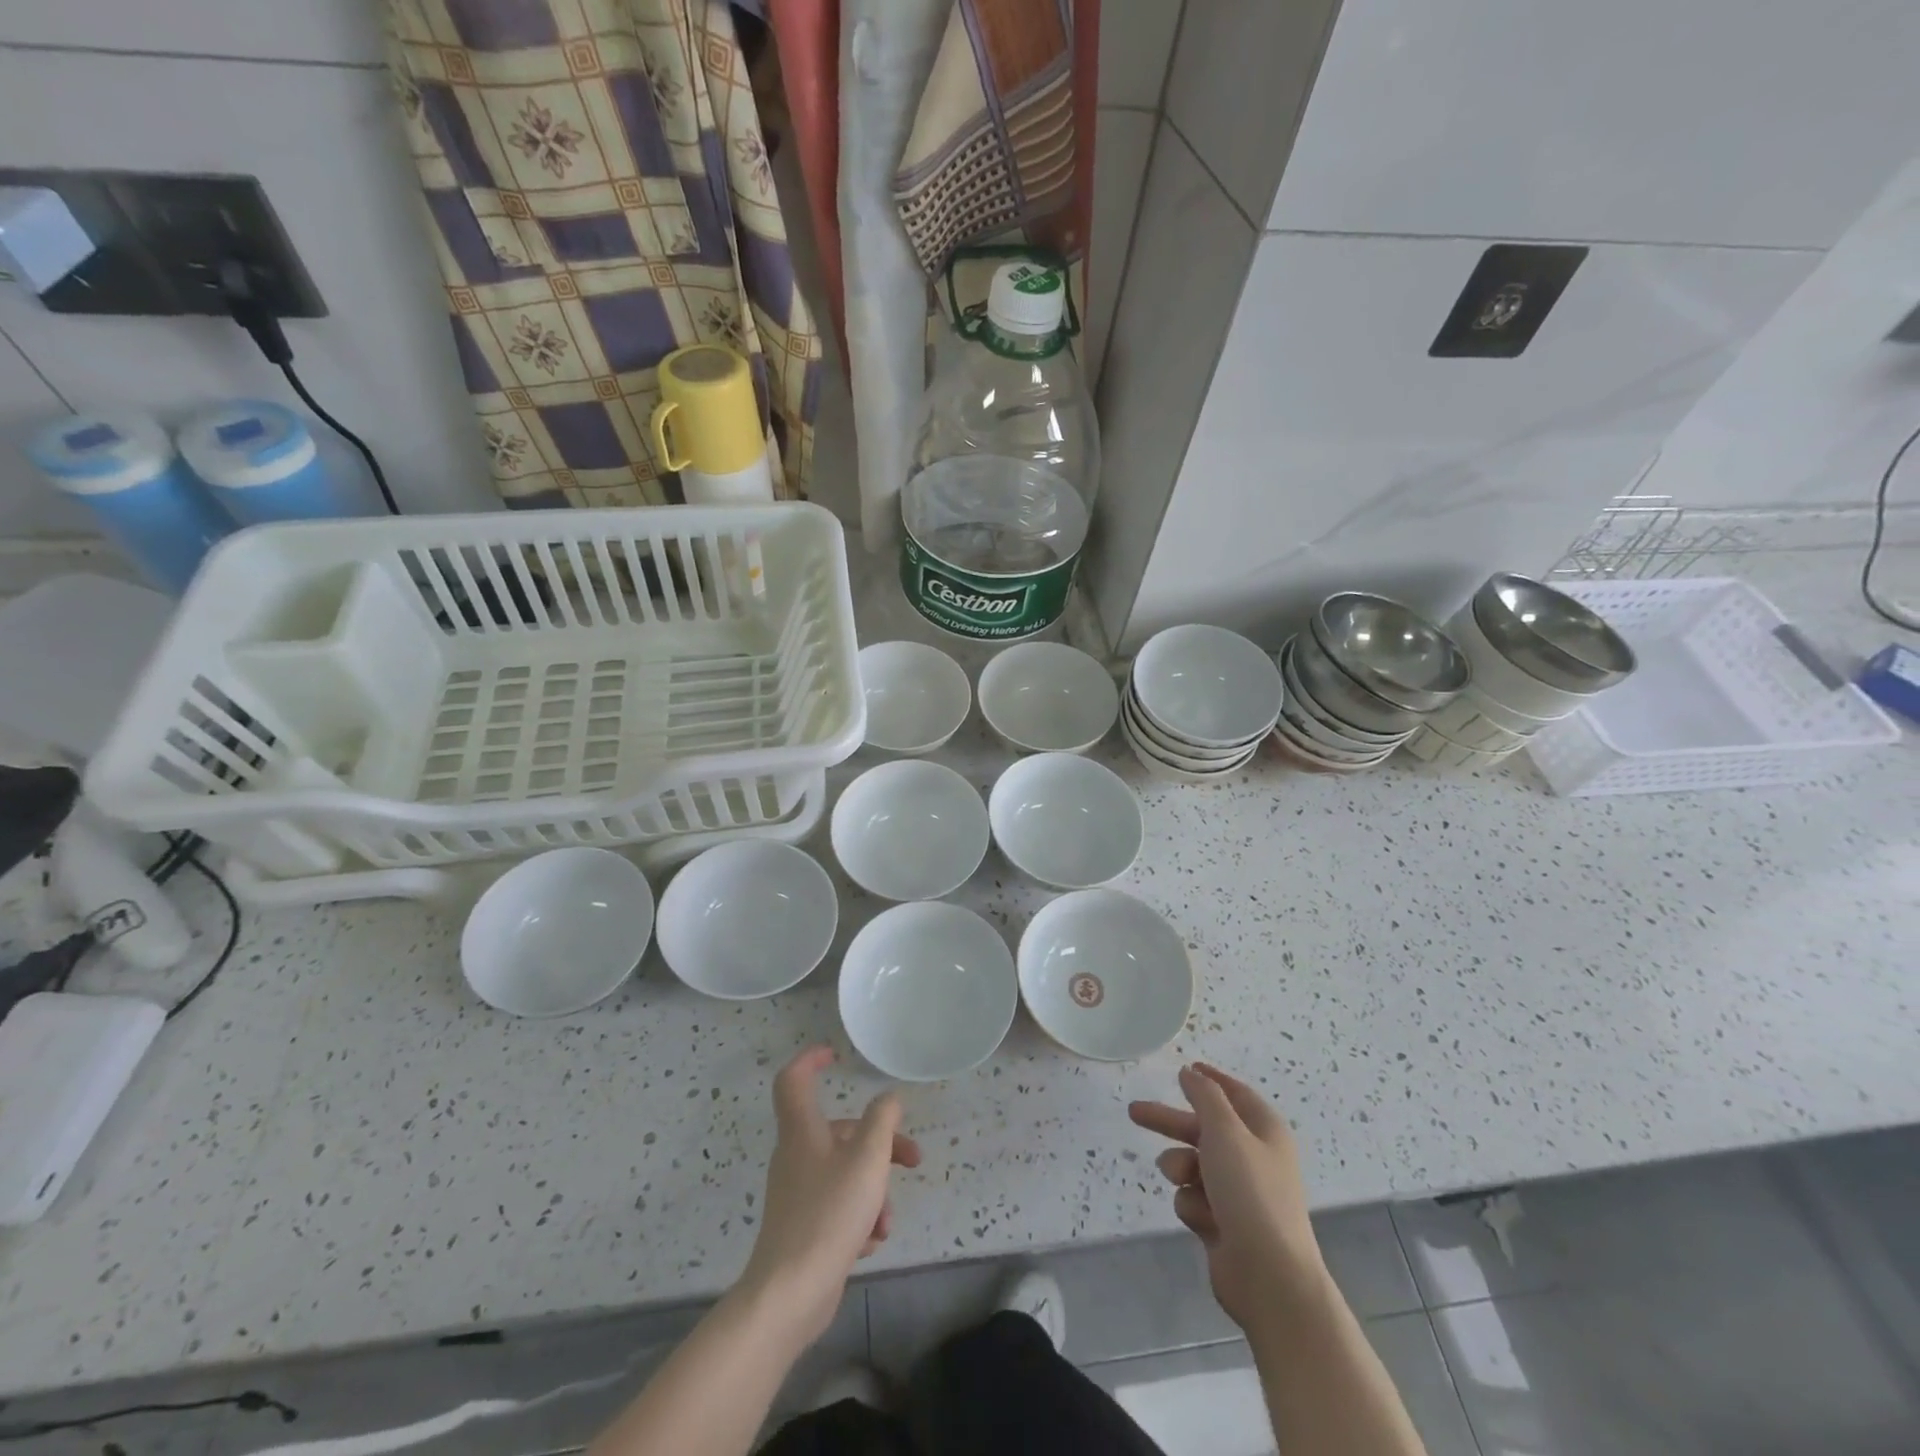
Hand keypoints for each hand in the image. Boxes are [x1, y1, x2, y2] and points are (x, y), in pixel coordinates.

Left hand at [736, 1046, 921, 1344]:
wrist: (789, 1295)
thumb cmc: (829, 1214)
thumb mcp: (867, 1160)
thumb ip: (882, 1122)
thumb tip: (888, 1100)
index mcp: (803, 1131)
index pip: (794, 1080)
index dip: (810, 1060)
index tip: (836, 1055)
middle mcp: (797, 1156)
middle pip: (841, 1132)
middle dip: (881, 1145)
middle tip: (913, 1161)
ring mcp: (798, 1193)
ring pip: (845, 1173)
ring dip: (874, 1190)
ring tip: (886, 1222)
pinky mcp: (803, 1227)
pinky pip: (838, 1206)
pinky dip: (859, 1217)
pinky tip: (869, 1243)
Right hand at [1129, 1063, 1326, 1332]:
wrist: (1270, 1278)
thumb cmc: (1250, 1192)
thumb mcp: (1225, 1131)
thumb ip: (1205, 1096)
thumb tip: (1192, 1072)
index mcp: (1264, 1131)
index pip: (1235, 1094)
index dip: (1210, 1080)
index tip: (1185, 1069)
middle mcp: (1254, 1158)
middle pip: (1203, 1129)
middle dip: (1170, 1123)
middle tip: (1134, 1112)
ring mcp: (1240, 1194)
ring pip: (1193, 1165)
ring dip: (1180, 1167)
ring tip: (1179, 1177)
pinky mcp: (1224, 1225)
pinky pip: (1194, 1199)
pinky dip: (1192, 1204)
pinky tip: (1202, 1219)